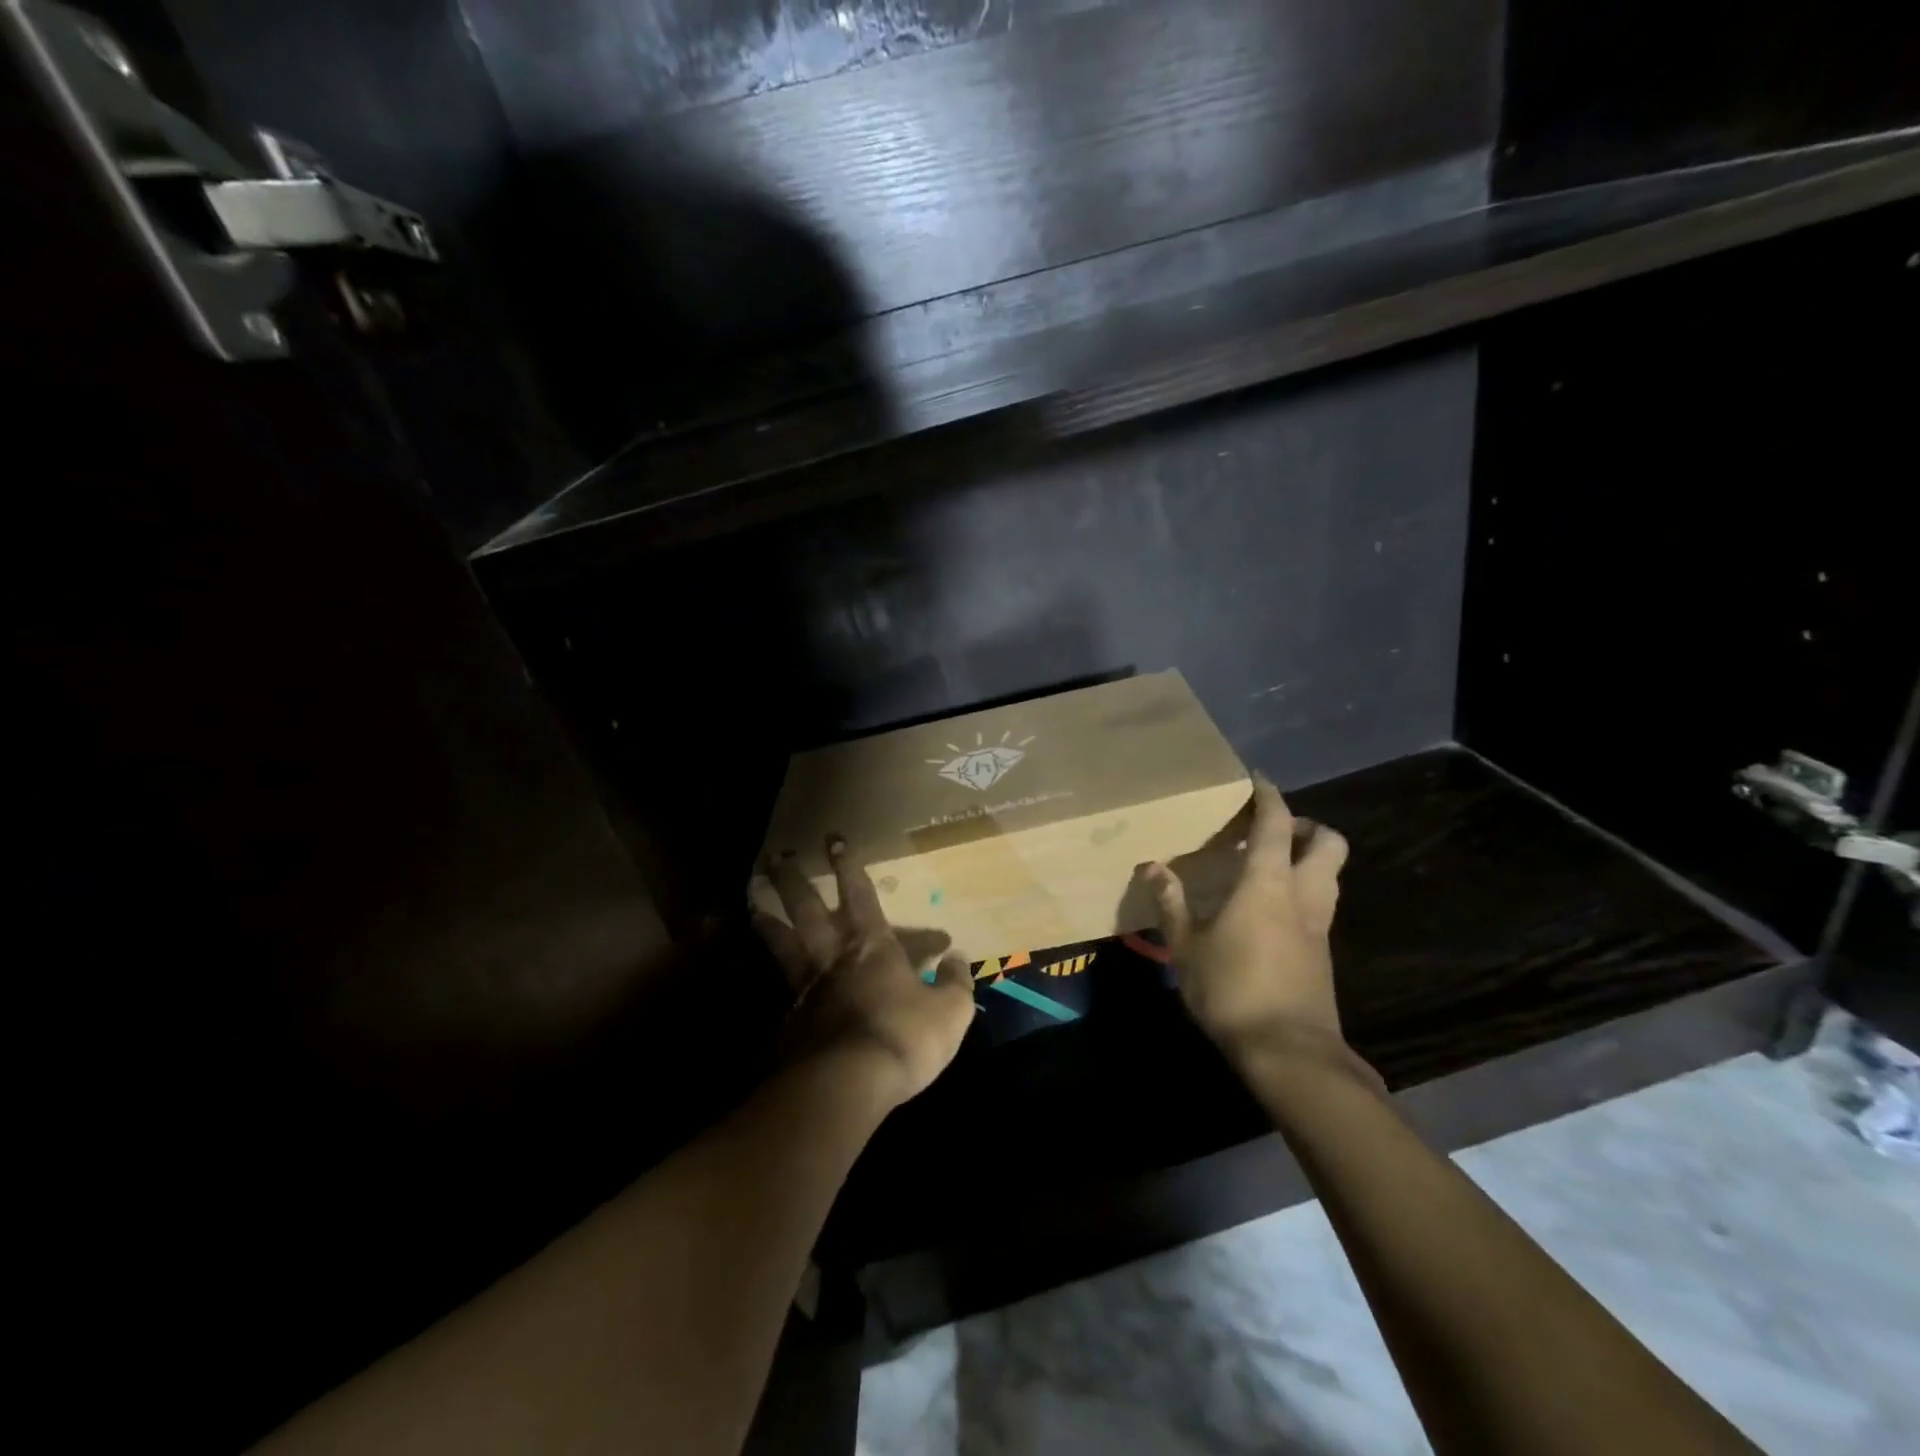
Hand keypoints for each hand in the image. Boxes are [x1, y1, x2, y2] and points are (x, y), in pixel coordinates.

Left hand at [753, 836, 975, 1110]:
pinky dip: (767, 972)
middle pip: (807, 909)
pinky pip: (776, 986)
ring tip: (750, 897)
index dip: (849, 867)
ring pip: (781, 941)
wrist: (846, 1084)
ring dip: (766, 916)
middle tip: (777, 855)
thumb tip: (959, 958)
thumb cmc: (903, 1038)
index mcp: (872, 946)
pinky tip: (762, 974)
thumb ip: (955, 982)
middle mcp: (833, 957)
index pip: (860, 895)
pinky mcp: (788, 1021)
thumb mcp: (950, 1012)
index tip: (835, 840)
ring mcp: (805, 988)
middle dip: (794, 879)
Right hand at [1138, 775, 1356, 1068]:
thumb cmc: (1232, 991)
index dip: (1269, 796)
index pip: (1276, 824)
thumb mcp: (1187, 947)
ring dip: (1309, 858)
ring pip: (1330, 874)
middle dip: (1306, 826)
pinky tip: (1271, 911)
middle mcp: (1303, 896)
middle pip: (1329, 842)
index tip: (1256, 779)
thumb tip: (1152, 867)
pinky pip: (1320, 905)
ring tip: (1270, 866)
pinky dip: (1304, 892)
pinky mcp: (1323, 954)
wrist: (1290, 1054)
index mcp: (1268, 884)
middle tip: (1271, 832)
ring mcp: (1319, 926)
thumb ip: (1171, 903)